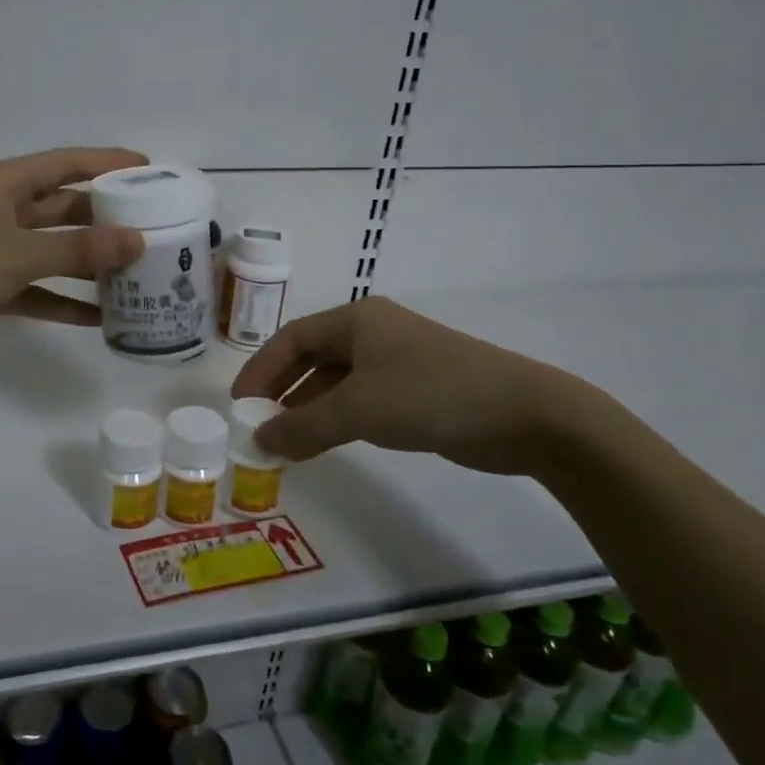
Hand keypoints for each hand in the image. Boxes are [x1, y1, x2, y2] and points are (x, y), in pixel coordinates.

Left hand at [0, 147, 147, 377]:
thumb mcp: (15, 255)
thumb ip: (77, 249)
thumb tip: (136, 241)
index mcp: (1, 184)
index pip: (65, 163)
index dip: (106, 162)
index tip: (150, 169)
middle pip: (62, 207)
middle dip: (105, 218)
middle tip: (154, 228)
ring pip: (52, 251)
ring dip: (88, 264)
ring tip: (137, 275)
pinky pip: (35, 290)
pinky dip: (62, 301)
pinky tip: (98, 318)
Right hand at [229, 295, 597, 476]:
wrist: (525, 414)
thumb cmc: (431, 394)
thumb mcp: (358, 409)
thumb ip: (302, 426)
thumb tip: (260, 442)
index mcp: (356, 320)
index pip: (292, 338)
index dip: (261, 369)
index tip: (239, 404)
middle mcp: (373, 334)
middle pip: (312, 358)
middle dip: (282, 391)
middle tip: (258, 424)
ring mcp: (397, 362)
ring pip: (337, 383)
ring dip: (309, 410)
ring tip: (284, 444)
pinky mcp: (416, 391)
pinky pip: (362, 401)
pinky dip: (337, 420)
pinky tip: (323, 443)